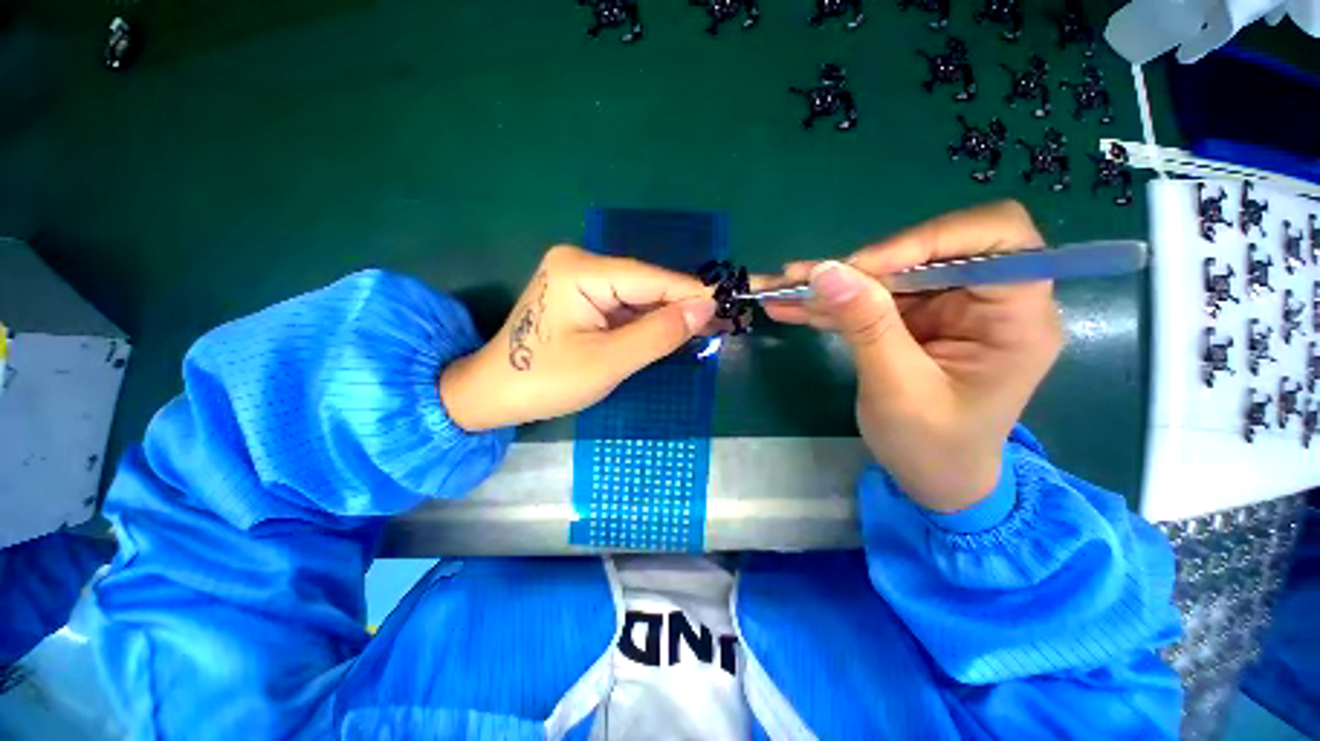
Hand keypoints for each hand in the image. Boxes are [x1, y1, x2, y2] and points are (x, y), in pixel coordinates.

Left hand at [440, 246, 716, 430]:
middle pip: (648, 285)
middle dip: (684, 306)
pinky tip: (675, 330)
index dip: (694, 293)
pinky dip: (650, 322)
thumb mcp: (608, 362)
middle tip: (726, 321)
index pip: (653, 280)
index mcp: (582, 270)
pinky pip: (626, 306)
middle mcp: (582, 263)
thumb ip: (658, 334)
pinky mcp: (583, 297)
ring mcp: (581, 279)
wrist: (494, 394)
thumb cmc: (545, 381)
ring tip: (710, 328)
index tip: (733, 302)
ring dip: (670, 315)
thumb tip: (705, 310)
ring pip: (640, 297)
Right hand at [763, 201, 1063, 512]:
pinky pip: (870, 300)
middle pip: (926, 252)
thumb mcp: (898, 388)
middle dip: (860, 266)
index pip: (996, 238)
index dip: (929, 238)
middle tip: (802, 280)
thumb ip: (867, 325)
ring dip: (831, 284)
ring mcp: (946, 310)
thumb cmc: (933, 446)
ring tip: (779, 289)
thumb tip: (826, 271)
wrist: (933, 480)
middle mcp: (985, 302)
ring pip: (887, 275)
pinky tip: (789, 306)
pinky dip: (830, 304)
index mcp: (1016, 318)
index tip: (865, 267)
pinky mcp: (913, 322)